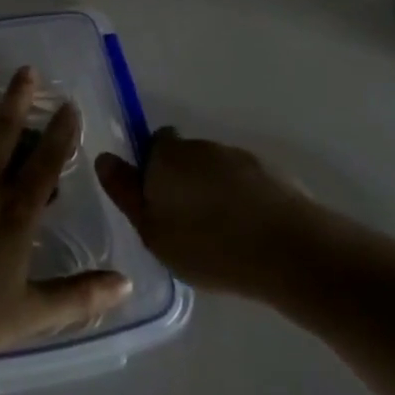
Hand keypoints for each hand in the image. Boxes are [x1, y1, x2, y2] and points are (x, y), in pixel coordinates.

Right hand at [96, 130, 334, 295]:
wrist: (289, 249)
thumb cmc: (207, 244)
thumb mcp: (152, 230)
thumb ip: (126, 193)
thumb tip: (105, 158)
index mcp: (168, 155)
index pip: (153, 144)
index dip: (151, 169)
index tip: (156, 202)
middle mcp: (203, 146)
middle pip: (185, 157)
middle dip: (183, 182)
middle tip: (183, 225)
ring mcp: (241, 157)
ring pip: (217, 171)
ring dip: (214, 192)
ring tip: (219, 235)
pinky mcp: (273, 174)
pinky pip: (246, 185)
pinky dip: (242, 202)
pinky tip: (247, 235)